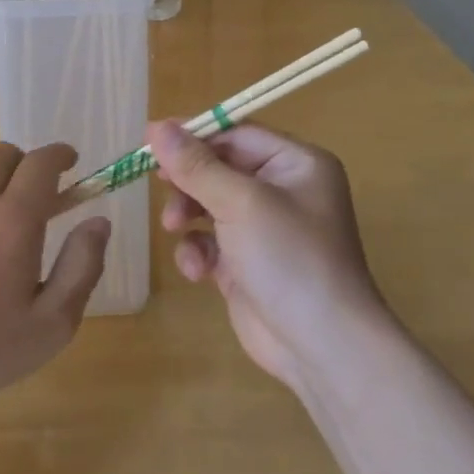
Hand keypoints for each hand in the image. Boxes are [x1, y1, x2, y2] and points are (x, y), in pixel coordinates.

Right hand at [150, 121, 389, 390]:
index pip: (237, 134)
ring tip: (174, 228)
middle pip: (219, 168)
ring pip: (209, 204)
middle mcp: (283, 191)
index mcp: (296, 164)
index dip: (194, 136)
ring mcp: (265, 229)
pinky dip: (198, 250)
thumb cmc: (289, 257)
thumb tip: (156, 127)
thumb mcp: (240, 203)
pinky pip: (211, 241)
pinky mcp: (247, 263)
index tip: (151, 140)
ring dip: (188, 215)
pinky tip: (198, 270)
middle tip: (159, 185)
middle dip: (189, 181)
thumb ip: (196, 166)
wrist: (322, 347)